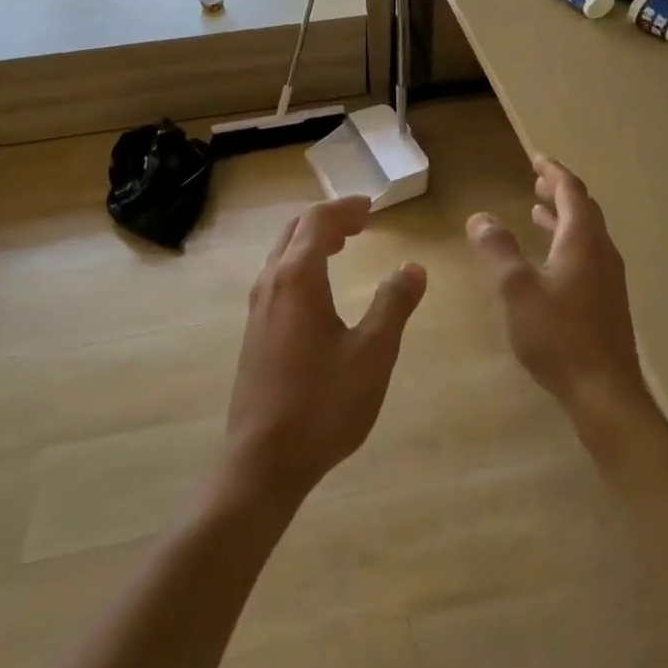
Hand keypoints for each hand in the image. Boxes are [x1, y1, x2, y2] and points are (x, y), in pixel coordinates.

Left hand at [221, 196, 427, 504]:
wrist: (264, 459)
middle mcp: (271, 282)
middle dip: (329, 220)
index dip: (345, 208)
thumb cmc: (323, 402)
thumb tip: (413, 268)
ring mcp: (257, 307)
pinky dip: (301, 263)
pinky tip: (319, 289)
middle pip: (295, 230)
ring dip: (312, 240)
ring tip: (343, 245)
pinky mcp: (254, 330)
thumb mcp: (372, 352)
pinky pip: (278, 276)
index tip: (372, 207)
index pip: (317, 221)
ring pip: (283, 253)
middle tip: (361, 222)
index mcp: (297, 277)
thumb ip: (393, 304)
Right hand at [467, 156, 650, 423]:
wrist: (605, 394)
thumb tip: (480, 217)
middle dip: (559, 192)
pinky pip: (587, 256)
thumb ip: (497, 249)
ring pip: (586, 235)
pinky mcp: (607, 303)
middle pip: (584, 210)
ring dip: (562, 218)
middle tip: (536, 181)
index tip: (536, 158)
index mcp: (582, 242)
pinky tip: (548, 262)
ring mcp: (608, 279)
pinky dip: (566, 242)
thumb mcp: (516, 289)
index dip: (553, 172)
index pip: (572, 192)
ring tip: (537, 213)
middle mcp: (601, 253)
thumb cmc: (558, 336)